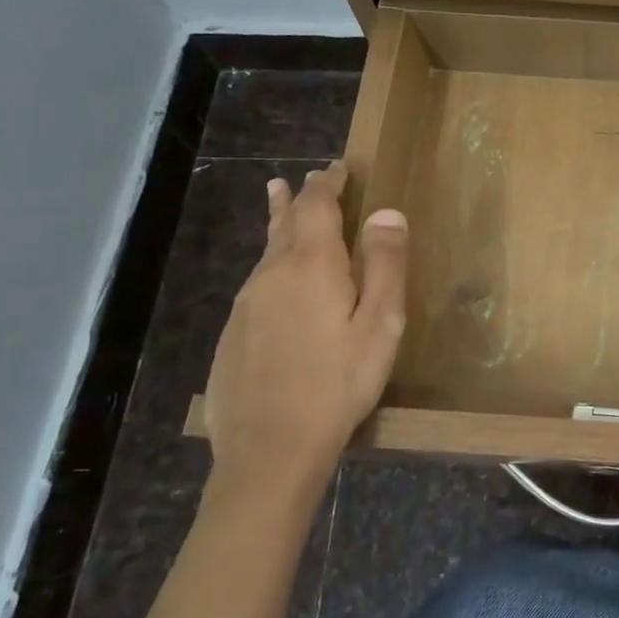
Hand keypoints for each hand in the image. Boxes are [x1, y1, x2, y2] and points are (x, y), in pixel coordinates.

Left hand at [201, 164, 406, 500]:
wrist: (270, 450)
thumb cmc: (339, 383)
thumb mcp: (380, 324)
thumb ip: (385, 265)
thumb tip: (387, 213)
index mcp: (311, 265)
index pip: (317, 206)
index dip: (328, 183)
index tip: (338, 167)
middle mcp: (271, 275)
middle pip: (284, 224)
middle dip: (298, 199)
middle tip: (302, 177)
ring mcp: (245, 305)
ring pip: (266, 253)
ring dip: (279, 226)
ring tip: (279, 204)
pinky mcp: (232, 335)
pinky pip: (256, 284)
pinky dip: (271, 265)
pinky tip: (276, 281)